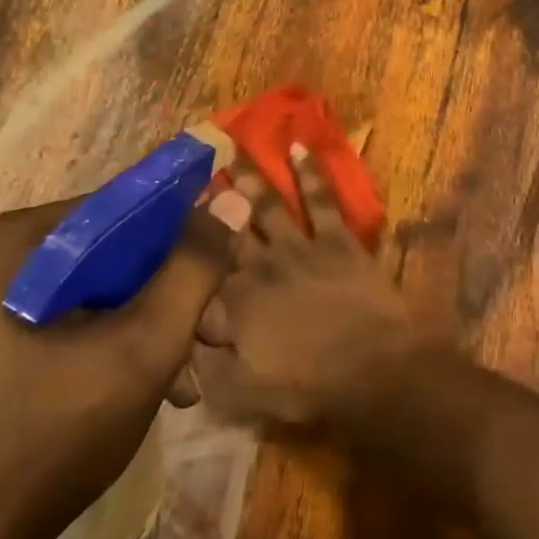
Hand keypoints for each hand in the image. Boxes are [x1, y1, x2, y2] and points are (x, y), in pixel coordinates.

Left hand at [0, 193, 243, 538]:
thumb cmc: (53, 432)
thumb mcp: (146, 346)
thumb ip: (195, 269)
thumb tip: (233, 203)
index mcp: (26, 241)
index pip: (132, 207)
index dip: (191, 234)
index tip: (230, 274)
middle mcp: (7, 259)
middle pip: (122, 252)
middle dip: (179, 293)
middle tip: (219, 335)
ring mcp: (0, 303)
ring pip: (108, 290)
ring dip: (160, 325)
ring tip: (193, 377)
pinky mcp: (3, 343)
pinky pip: (83, 321)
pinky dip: (125, 346)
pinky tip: (159, 391)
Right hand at [194, 148, 438, 427]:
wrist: (373, 366)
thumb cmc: (309, 384)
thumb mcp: (242, 392)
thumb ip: (207, 363)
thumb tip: (186, 334)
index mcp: (234, 302)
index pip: (200, 273)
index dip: (184, 248)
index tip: (165, 220)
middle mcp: (260, 266)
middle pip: (228, 229)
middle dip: (209, 202)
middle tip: (192, 170)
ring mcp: (300, 247)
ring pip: (268, 206)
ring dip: (250, 178)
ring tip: (234, 149)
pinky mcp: (337, 240)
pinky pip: (321, 200)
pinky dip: (310, 173)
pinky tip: (299, 147)